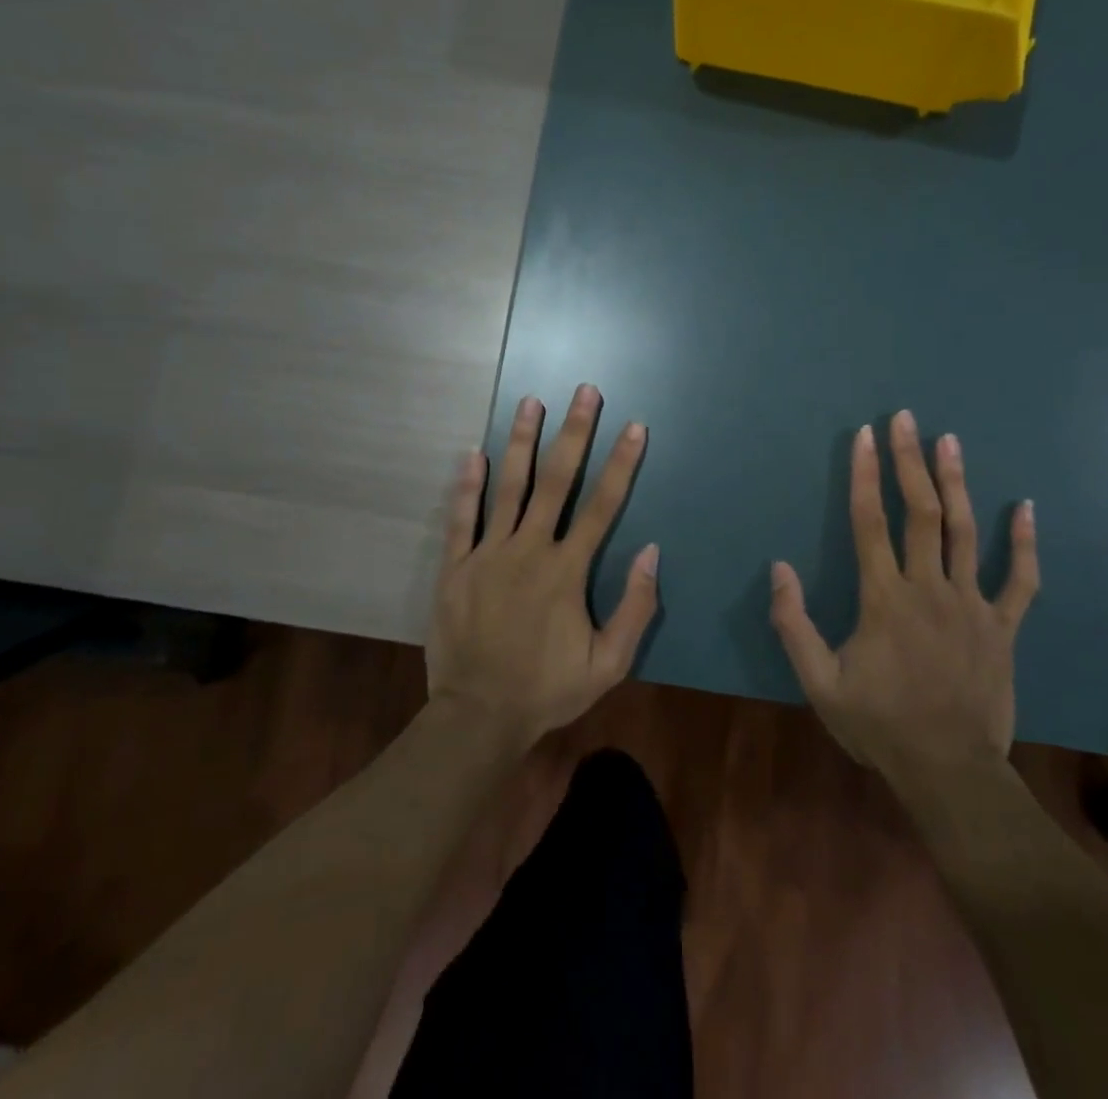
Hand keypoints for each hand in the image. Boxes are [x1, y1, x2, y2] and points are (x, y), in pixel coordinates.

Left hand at [427, 384, 659, 751]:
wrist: (478, 716)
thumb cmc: (547, 689)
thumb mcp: (608, 663)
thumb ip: (635, 607)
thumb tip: (652, 552)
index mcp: (567, 571)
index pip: (603, 505)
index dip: (621, 463)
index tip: (633, 426)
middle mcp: (529, 550)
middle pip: (556, 481)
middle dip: (574, 432)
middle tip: (584, 391)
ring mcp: (488, 555)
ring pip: (508, 487)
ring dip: (521, 442)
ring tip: (530, 402)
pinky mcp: (455, 568)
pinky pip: (461, 518)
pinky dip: (467, 485)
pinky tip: (472, 453)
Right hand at [770, 410, 1038, 778]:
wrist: (949, 771)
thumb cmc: (879, 724)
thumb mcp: (819, 683)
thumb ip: (795, 624)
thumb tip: (779, 568)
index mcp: (884, 599)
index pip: (869, 522)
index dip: (864, 475)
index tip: (863, 436)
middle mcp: (928, 589)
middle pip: (920, 512)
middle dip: (909, 461)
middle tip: (905, 419)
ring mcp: (971, 605)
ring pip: (965, 532)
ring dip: (957, 483)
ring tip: (950, 441)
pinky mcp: (1002, 627)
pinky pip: (1020, 579)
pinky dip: (1023, 543)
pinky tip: (1026, 508)